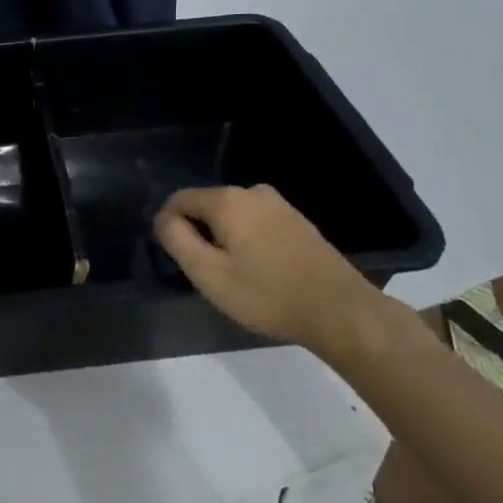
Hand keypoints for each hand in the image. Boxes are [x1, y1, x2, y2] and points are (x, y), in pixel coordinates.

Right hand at [154, 184, 382, 361]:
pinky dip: (248, 242)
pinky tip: (260, 272)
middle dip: (199, 234)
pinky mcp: (297, 221)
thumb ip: (177, 240)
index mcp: (227, 200)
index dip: (168, 226)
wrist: (339, 310)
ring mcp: (279, 205)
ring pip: (232, 216)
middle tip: (206, 273)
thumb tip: (163, 218)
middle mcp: (252, 192)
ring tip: (234, 276)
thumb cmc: (266, 294)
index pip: (179, 200)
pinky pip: (256, 224)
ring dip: (224, 240)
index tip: (176, 259)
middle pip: (207, 207)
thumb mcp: (208, 273)